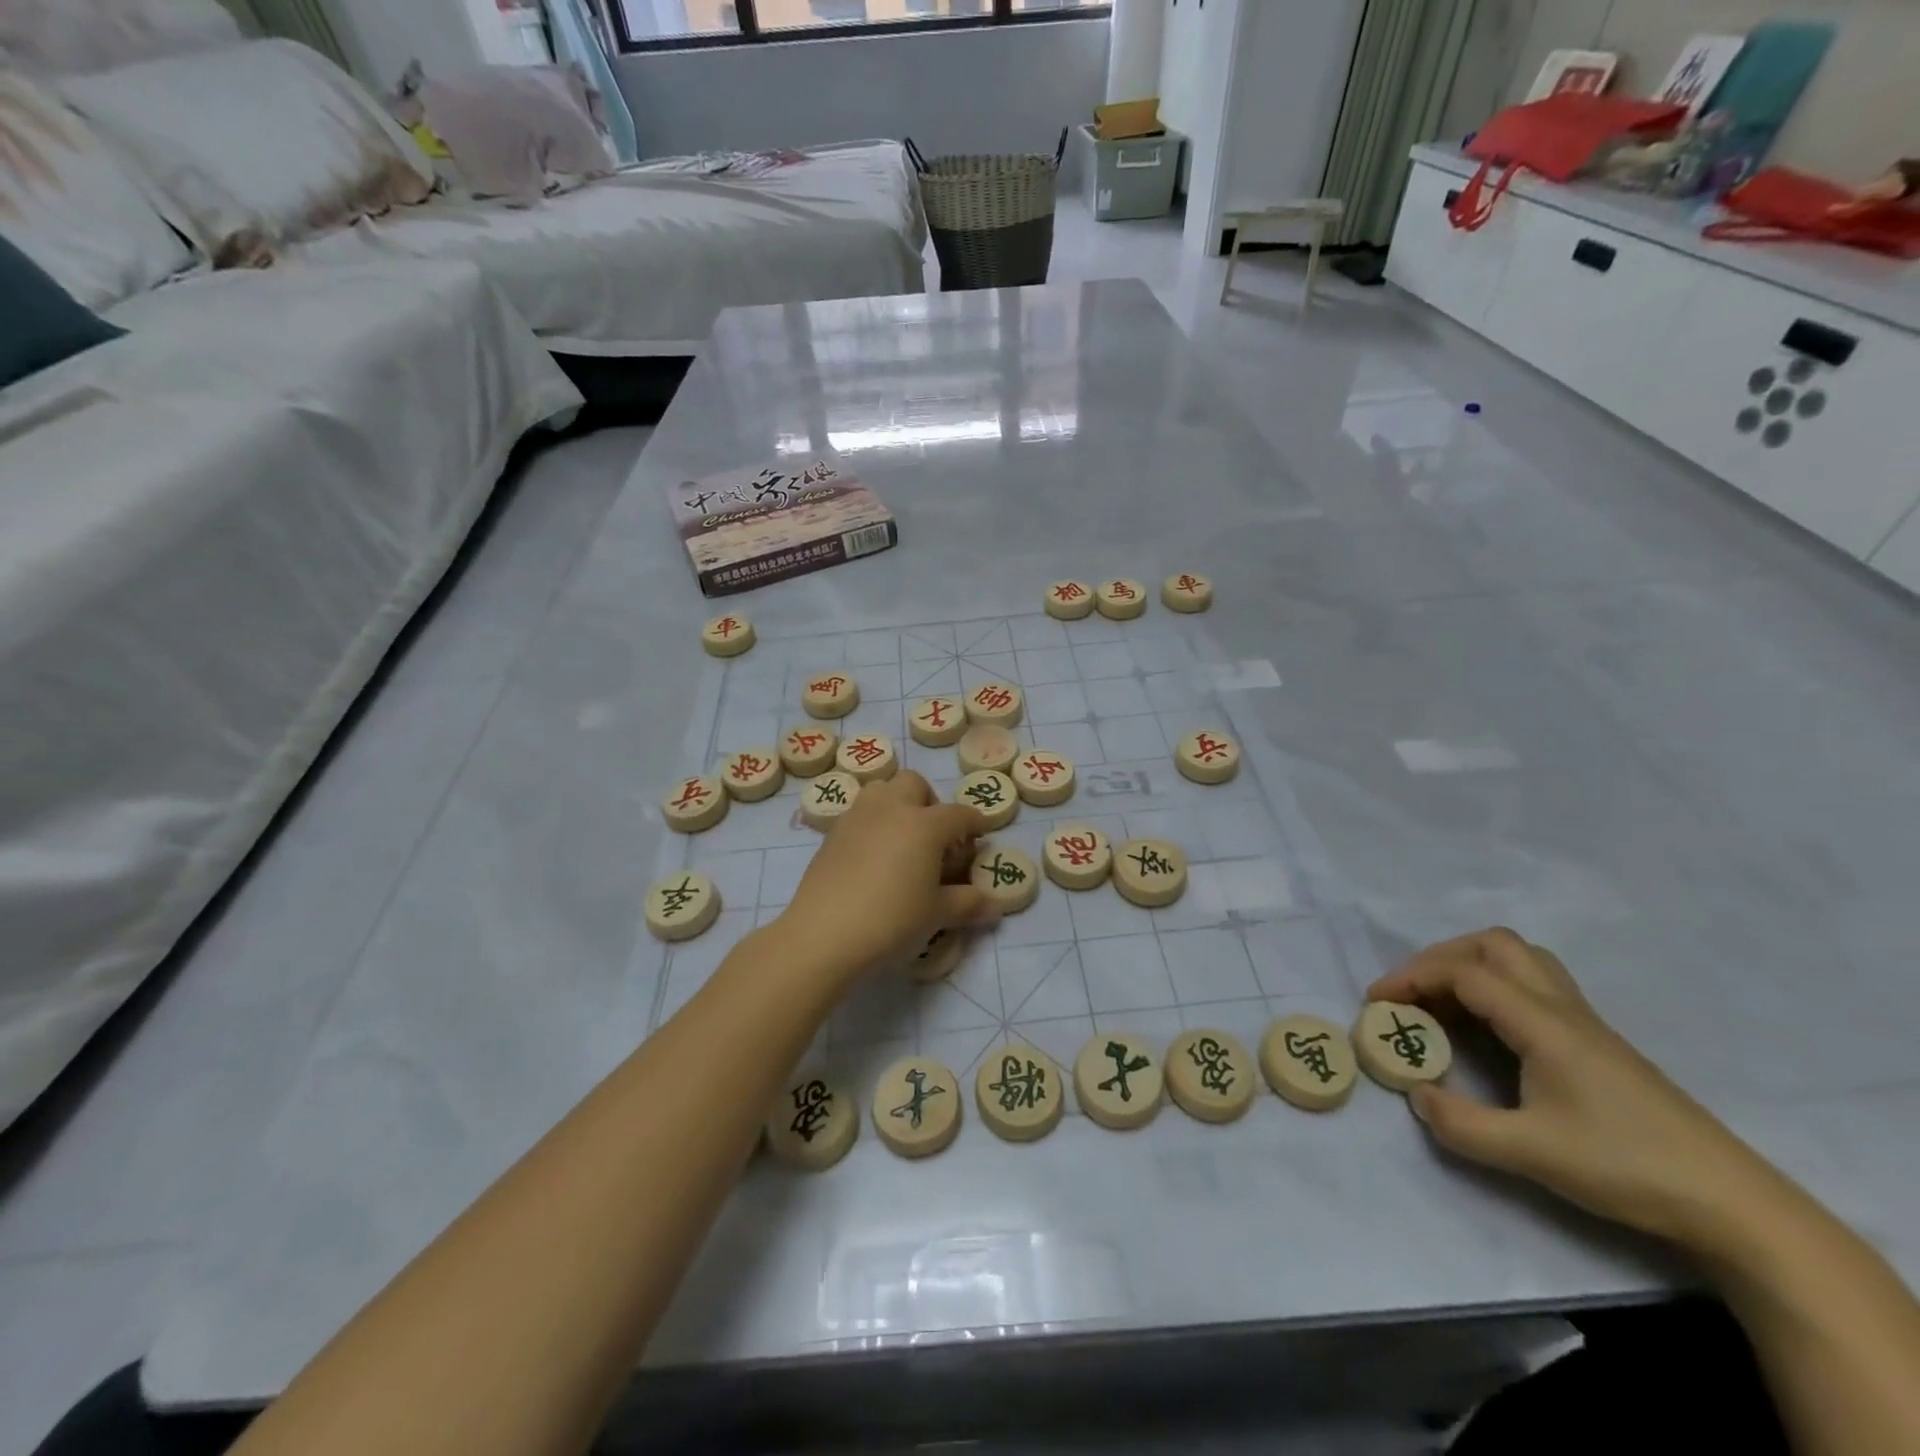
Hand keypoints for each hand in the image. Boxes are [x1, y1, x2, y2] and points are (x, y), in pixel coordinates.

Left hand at [780, 770, 996, 981]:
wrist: (824, 935)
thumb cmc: (891, 921)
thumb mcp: (936, 915)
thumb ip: (967, 903)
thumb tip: (994, 906)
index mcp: (924, 825)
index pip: (958, 814)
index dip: (975, 823)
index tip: (981, 834)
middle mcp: (891, 809)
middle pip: (914, 784)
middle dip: (930, 802)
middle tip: (935, 836)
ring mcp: (857, 817)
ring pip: (881, 790)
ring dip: (897, 803)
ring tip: (902, 839)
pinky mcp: (831, 834)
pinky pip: (859, 814)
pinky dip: (873, 823)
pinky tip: (873, 857)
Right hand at [1369, 928, 1776, 1251]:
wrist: (1733, 1204)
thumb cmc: (1627, 1167)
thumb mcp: (1531, 1153)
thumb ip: (1461, 1124)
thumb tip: (1417, 1095)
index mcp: (1543, 1022)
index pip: (1464, 972)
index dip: (1412, 978)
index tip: (1376, 1003)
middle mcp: (1562, 1008)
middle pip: (1494, 945)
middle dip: (1440, 957)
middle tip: (1410, 992)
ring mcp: (1584, 1023)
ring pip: (1520, 959)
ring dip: (1470, 966)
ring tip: (1442, 1002)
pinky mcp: (1596, 1043)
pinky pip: (1533, 986)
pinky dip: (1494, 988)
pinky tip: (1486, 1028)